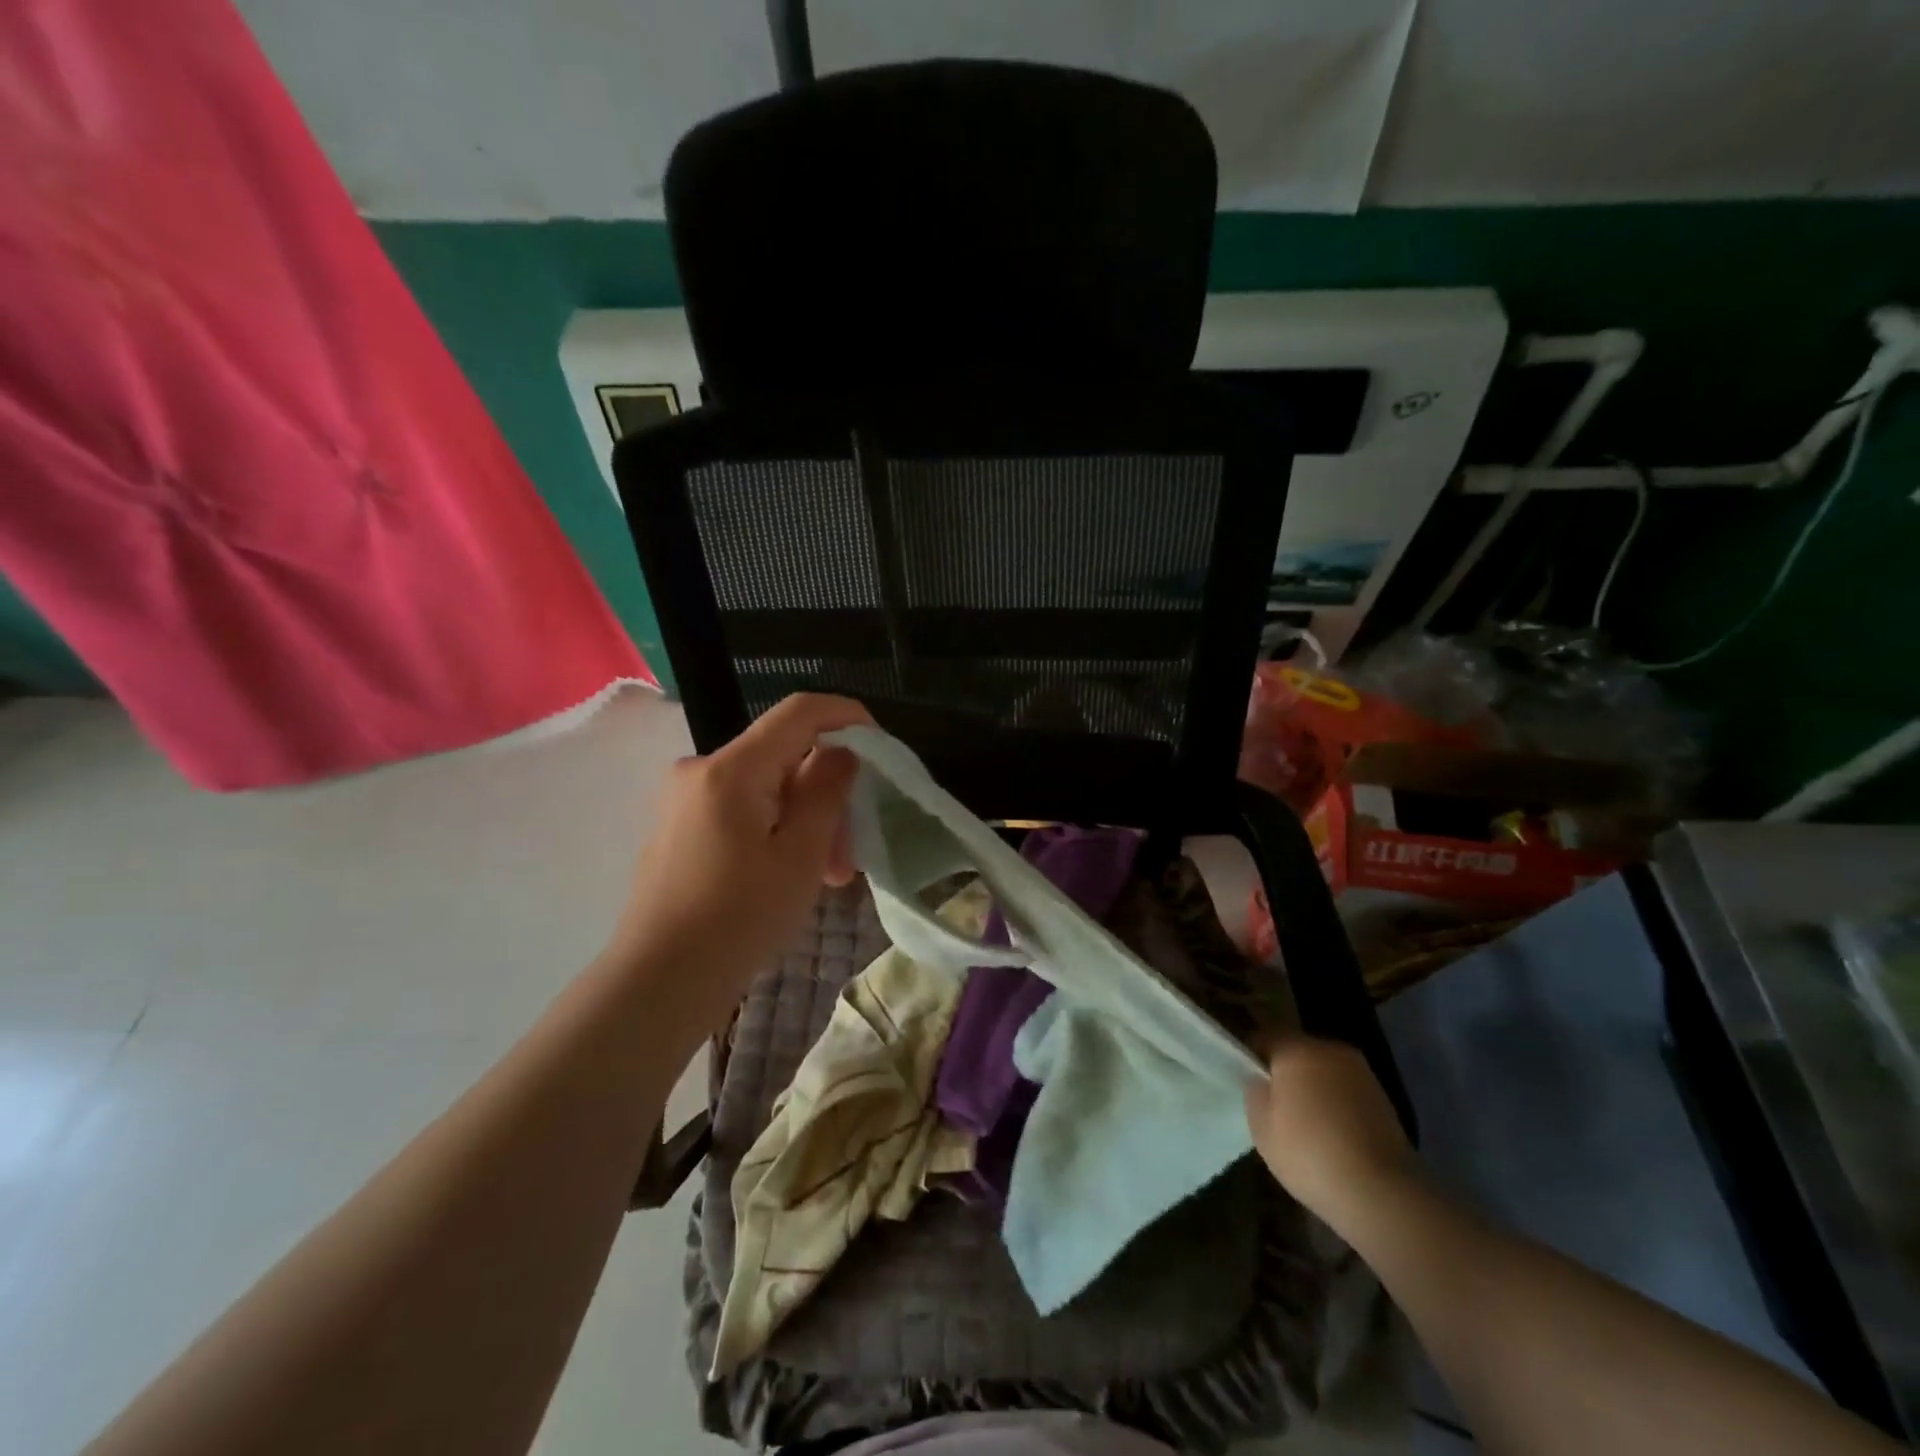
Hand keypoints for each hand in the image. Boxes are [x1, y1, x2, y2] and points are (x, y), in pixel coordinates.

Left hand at [608, 693, 874, 1031]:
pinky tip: (791, 875)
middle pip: (783, 757)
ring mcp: (685, 800)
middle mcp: (701, 771)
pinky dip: (776, 830)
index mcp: (731, 769)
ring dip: (805, 820)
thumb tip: (841, 752)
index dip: (846, 715)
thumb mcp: (800, 856)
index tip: (881, 746)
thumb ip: (826, 792)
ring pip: (766, 789)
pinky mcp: (680, 829)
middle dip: (827, 792)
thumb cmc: (738, 919)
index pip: (798, 712)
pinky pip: (741, 810)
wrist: (657, 983)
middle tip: (852, 850)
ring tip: (829, 875)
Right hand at [1245, 1036, 1414, 1226]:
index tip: (1246, 1079)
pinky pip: (1347, 1092)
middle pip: (1298, 1051)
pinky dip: (1337, 1105)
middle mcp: (1331, 1050)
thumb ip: (1256, 1092)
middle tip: (1274, 1103)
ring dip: (1314, 1088)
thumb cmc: (1309, 1153)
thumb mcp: (1261, 1126)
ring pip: (1325, 1072)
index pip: (1264, 1036)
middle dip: (1286, 1071)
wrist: (1381, 1193)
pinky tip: (1333, 1135)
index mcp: (1297, 1049)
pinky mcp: (1385, 1101)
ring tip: (1305, 1123)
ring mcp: (1363, 1074)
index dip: (1252, 1056)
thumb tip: (1263, 1081)